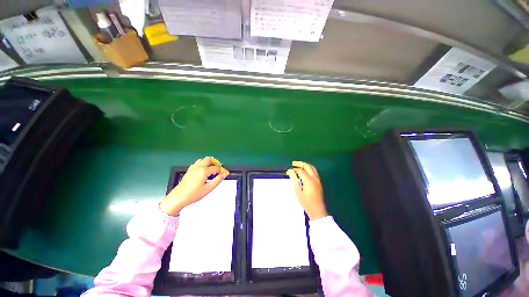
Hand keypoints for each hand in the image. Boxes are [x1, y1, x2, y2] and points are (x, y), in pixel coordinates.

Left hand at [160, 157, 228, 215]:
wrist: (178, 198)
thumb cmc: (193, 194)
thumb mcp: (209, 188)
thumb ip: (218, 180)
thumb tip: (224, 174)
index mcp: (204, 171)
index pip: (216, 167)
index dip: (221, 170)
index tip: (224, 174)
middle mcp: (198, 167)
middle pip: (209, 159)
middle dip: (215, 163)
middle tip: (217, 170)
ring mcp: (192, 168)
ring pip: (202, 160)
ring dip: (208, 163)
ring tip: (210, 171)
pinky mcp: (189, 170)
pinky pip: (197, 163)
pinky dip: (202, 165)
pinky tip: (202, 172)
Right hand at [286, 161, 327, 220]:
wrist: (317, 210)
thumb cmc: (306, 202)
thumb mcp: (298, 192)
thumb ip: (294, 180)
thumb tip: (290, 172)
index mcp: (308, 180)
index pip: (300, 170)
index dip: (294, 169)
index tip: (289, 171)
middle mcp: (314, 178)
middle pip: (308, 166)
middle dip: (300, 164)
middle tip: (294, 164)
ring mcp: (318, 180)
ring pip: (313, 168)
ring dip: (306, 165)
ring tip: (299, 166)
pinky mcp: (319, 182)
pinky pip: (315, 172)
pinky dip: (309, 169)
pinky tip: (305, 172)